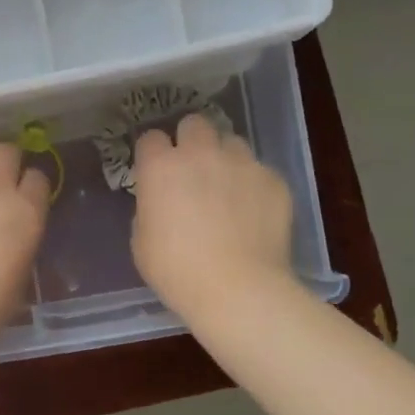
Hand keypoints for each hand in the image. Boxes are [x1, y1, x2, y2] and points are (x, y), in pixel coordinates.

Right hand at [132, 111, 294, 318]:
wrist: (238, 290)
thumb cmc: (177, 271)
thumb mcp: (141, 242)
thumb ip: (149, 209)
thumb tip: (162, 203)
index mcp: (160, 167)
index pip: (150, 138)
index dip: (152, 154)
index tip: (155, 171)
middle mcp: (200, 154)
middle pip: (194, 124)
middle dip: (191, 140)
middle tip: (193, 169)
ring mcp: (242, 163)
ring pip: (231, 142)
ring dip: (225, 158)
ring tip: (228, 187)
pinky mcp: (274, 180)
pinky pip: (260, 171)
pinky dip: (254, 185)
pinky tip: (254, 212)